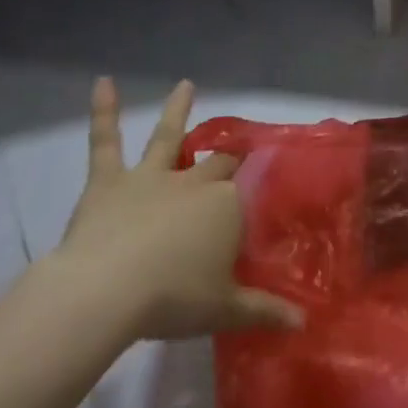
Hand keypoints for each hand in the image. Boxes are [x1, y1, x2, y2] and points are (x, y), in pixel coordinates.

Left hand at [52, 78, 301, 341]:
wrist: (106, 292)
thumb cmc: (172, 299)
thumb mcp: (224, 310)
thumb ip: (265, 311)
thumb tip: (304, 324)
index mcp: (226, 207)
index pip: (247, 190)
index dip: (253, 186)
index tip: (263, 182)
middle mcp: (194, 182)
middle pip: (216, 164)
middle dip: (227, 158)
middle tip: (235, 155)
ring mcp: (151, 177)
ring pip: (168, 138)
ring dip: (178, 111)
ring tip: (186, 84)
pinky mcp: (110, 181)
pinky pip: (105, 142)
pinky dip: (103, 112)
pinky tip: (102, 83)